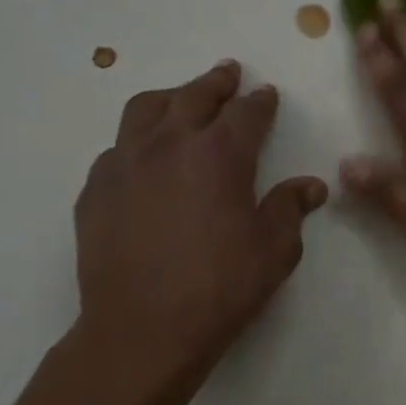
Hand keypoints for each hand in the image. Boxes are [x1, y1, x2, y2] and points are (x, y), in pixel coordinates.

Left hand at [71, 60, 326, 404]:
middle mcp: (169, 146)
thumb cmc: (220, 288)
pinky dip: (137, 141)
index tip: (267, 94)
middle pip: (193, 96)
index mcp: (219, 155)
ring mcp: (124, 165)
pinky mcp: (95, 191)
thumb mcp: (275, 250)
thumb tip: (310, 186)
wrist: (142, 331)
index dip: (260, 101)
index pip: (245, 113)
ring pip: (145, 110)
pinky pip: (116, 149)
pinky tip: (144, 158)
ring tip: (181, 100)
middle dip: (216, 82)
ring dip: (170, 98)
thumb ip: (291, 209)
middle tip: (228, 73)